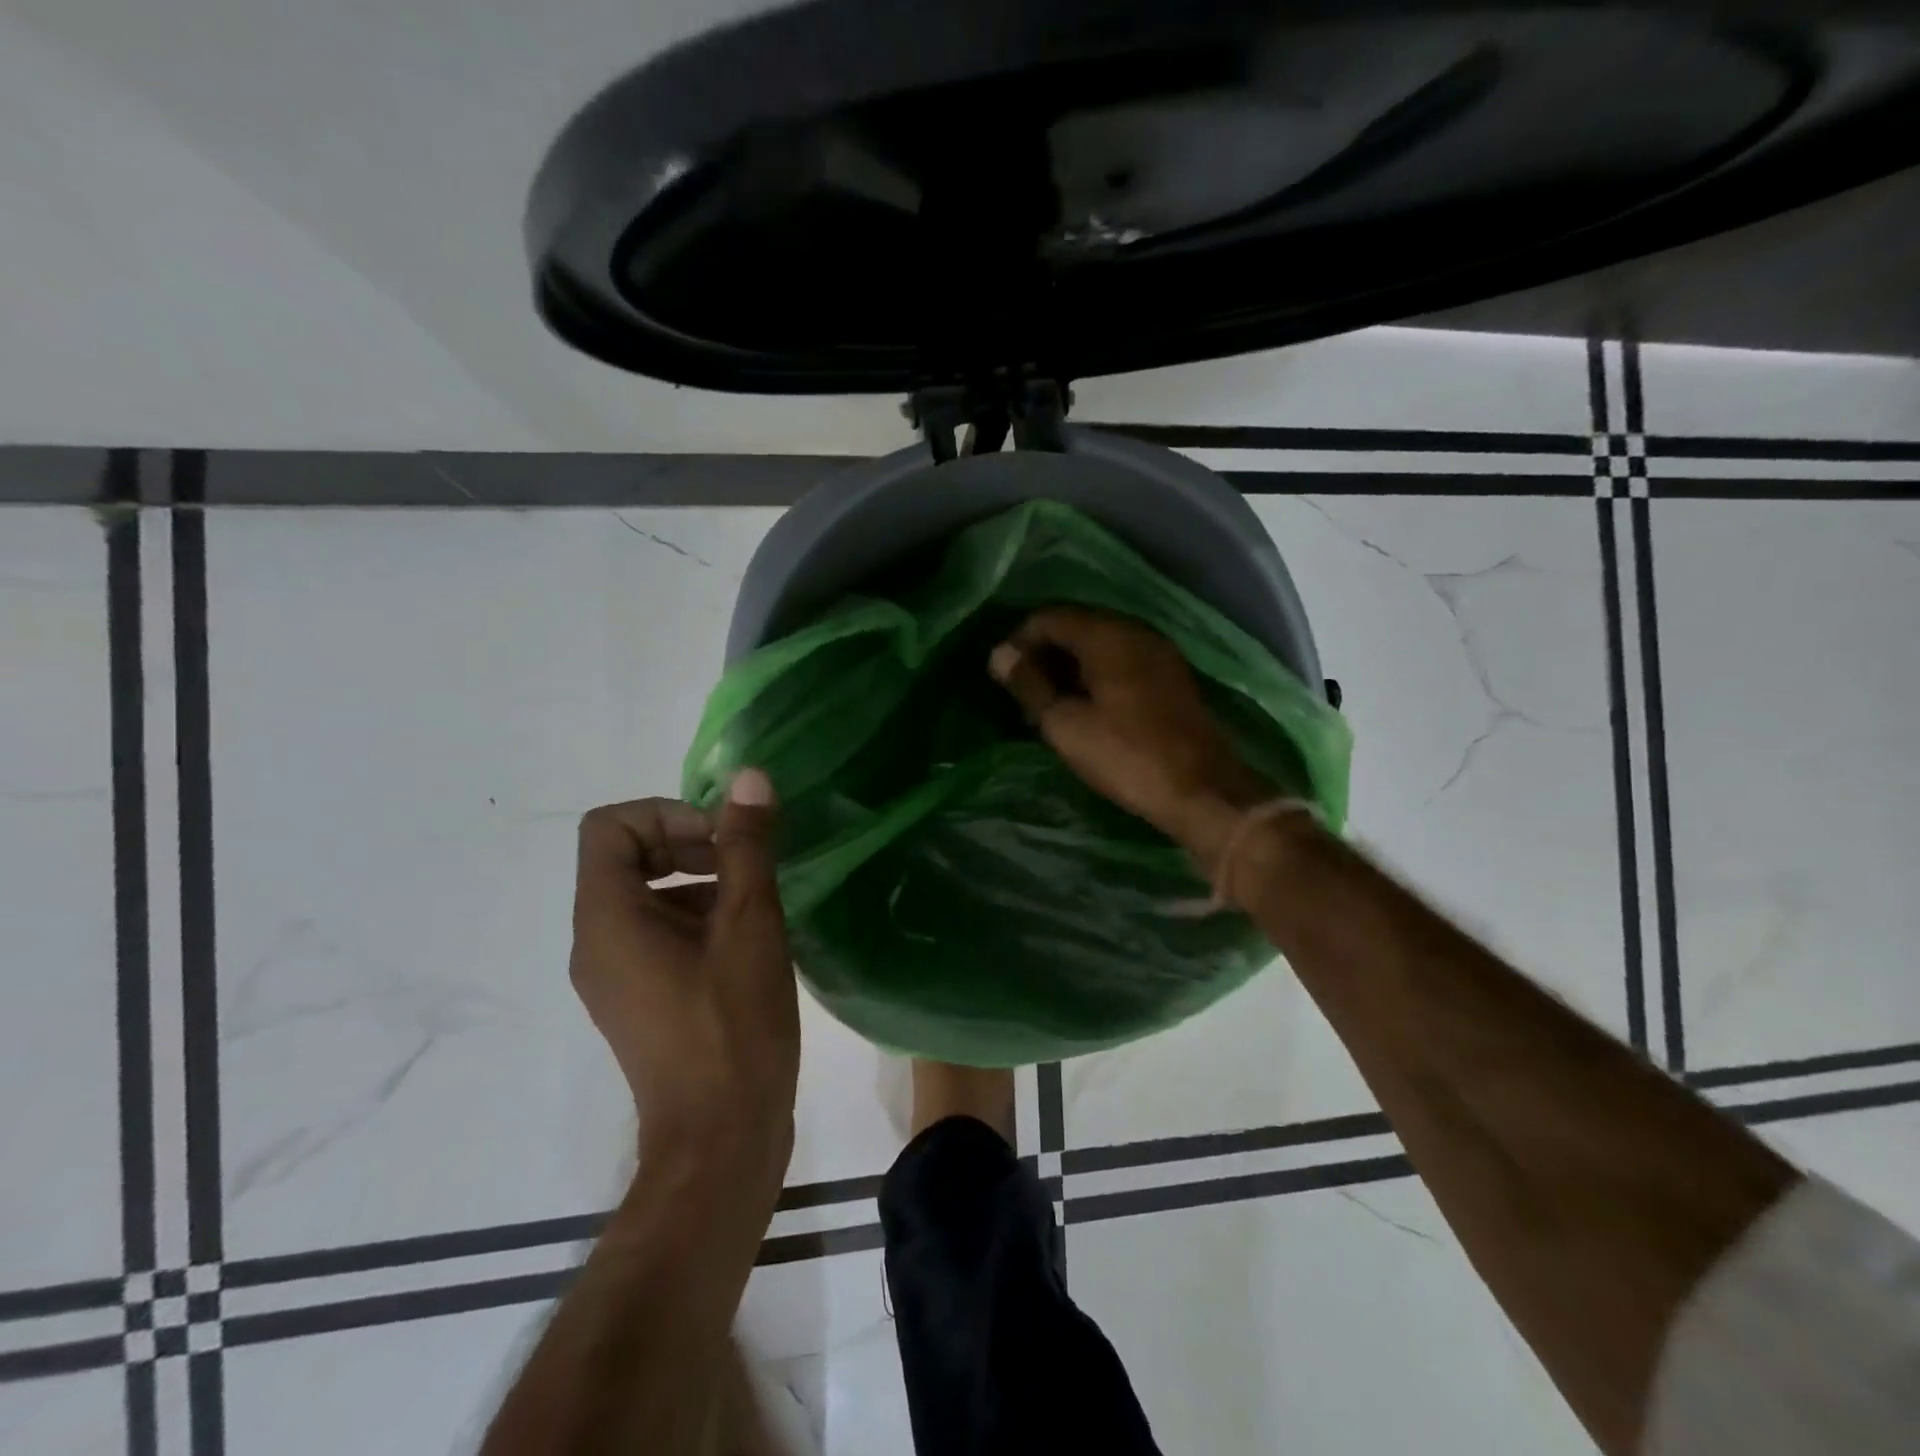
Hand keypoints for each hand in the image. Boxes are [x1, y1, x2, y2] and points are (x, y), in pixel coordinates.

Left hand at [569, 771, 796, 1191]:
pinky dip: (699, 917)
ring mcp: (616, 976)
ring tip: (757, 902)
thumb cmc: (732, 1026)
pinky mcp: (641, 1000)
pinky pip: (658, 933)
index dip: (668, 814)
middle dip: (689, 843)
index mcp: (608, 919)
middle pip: (627, 857)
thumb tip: (749, 779)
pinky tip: (750, 940)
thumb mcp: (749, 924)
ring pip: (647, 896)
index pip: (610, 826)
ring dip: (700, 880)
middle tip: (747, 864)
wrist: (721, 1142)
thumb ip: (746, 846)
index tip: (723, 839)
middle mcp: (597, 943)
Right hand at [988, 607, 1267, 857]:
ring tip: (1049, 699)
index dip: (1019, 640)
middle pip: (1077, 625)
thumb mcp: (1065, 724)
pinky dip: (1096, 673)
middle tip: (1023, 689)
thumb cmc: (1126, 755)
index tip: (1003, 674)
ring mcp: (1159, 652)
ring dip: (1070, 664)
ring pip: (1101, 643)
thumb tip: (999, 654)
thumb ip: (1030, 684)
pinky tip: (1085, 703)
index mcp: (1107, 635)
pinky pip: (1122, 659)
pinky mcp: (1171, 675)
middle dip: (1045, 651)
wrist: (1202, 790)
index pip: (1050, 617)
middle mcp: (1135, 631)